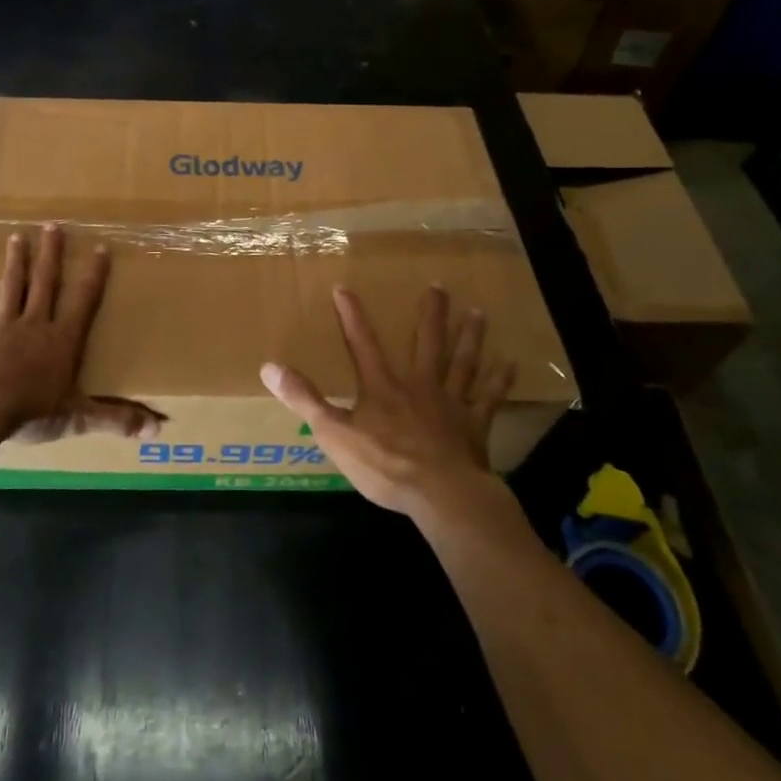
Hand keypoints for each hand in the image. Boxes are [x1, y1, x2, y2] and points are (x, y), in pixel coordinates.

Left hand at [0, 224, 162, 447]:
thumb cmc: (32, 410)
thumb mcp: (78, 416)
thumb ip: (115, 419)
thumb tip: (157, 429)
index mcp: (63, 340)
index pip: (84, 301)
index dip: (94, 275)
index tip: (100, 247)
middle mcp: (35, 324)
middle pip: (46, 283)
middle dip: (51, 255)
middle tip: (52, 225)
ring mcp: (4, 327)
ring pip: (13, 287)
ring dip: (16, 262)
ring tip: (18, 236)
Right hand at [260, 286, 512, 517]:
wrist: (440, 494)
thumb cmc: (385, 466)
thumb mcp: (334, 434)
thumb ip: (304, 399)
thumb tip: (269, 366)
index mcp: (382, 388)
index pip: (362, 344)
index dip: (351, 316)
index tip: (344, 288)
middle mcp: (419, 386)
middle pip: (427, 343)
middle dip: (430, 314)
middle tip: (438, 286)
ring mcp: (450, 404)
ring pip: (462, 363)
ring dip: (469, 337)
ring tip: (478, 313)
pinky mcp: (474, 426)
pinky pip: (489, 398)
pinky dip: (499, 381)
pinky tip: (510, 364)